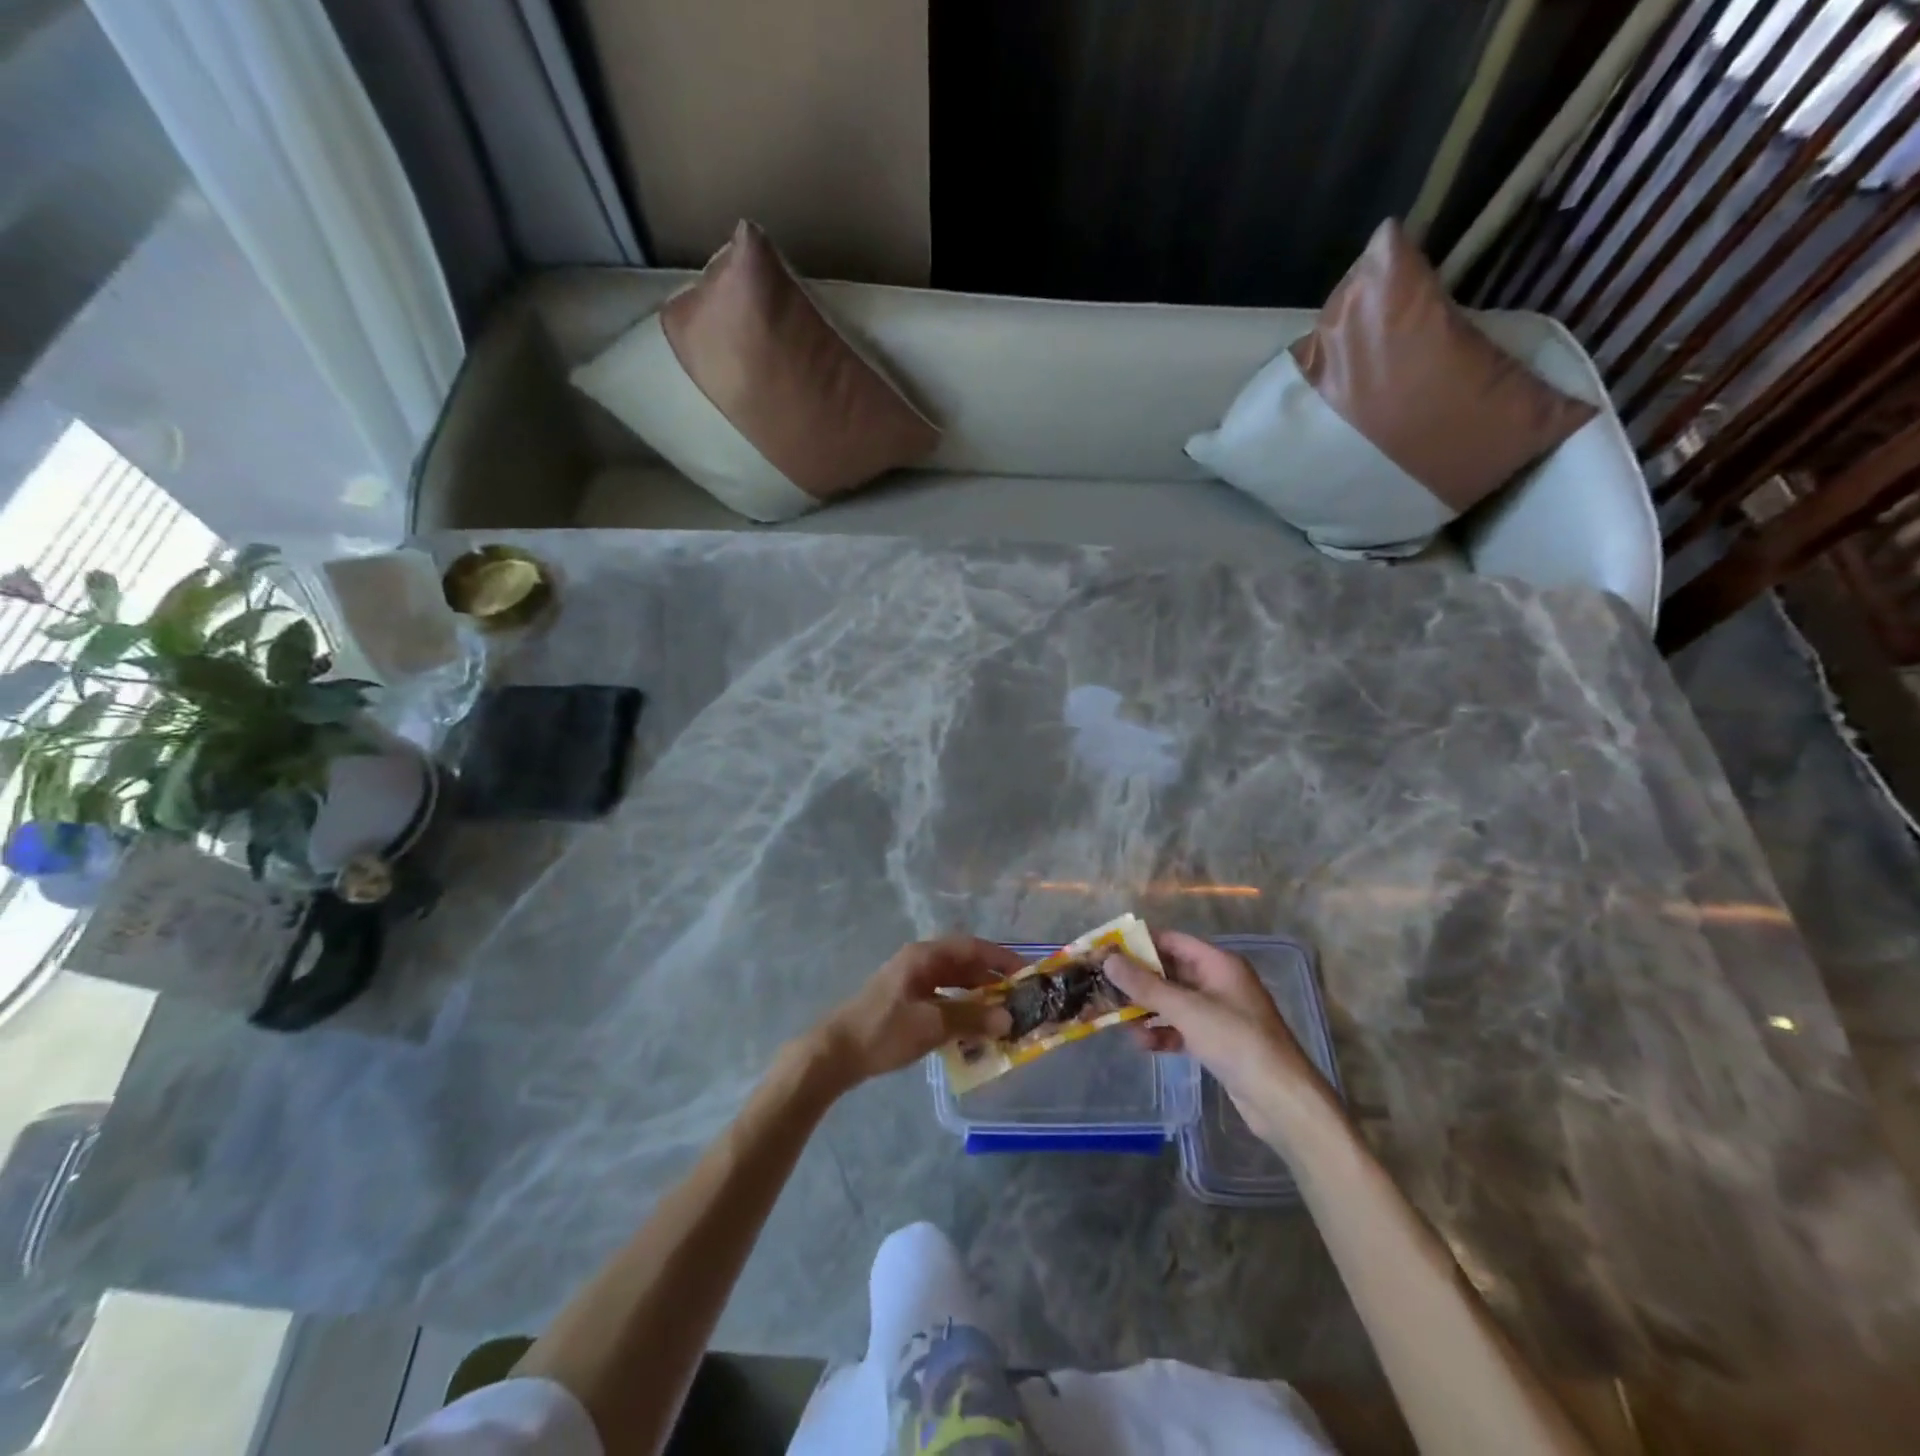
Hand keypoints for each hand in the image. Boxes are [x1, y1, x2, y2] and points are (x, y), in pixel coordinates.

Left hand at [810, 936, 1021, 1086]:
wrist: (836, 1053)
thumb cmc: (884, 1031)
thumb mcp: (931, 1025)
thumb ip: (971, 1019)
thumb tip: (1008, 1018)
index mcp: (924, 956)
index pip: (972, 947)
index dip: (1000, 957)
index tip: (1026, 972)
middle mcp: (919, 961)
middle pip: (963, 963)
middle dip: (991, 978)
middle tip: (1018, 997)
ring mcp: (910, 981)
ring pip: (953, 981)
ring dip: (976, 995)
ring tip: (1001, 1014)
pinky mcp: (905, 1001)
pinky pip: (941, 997)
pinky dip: (960, 1008)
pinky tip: (972, 1028)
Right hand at [1104, 930, 1328, 1145]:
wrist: (1281, 1099)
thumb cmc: (1236, 1041)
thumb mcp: (1186, 1009)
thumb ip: (1146, 985)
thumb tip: (1109, 960)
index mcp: (1218, 963)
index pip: (1171, 941)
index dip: (1138, 944)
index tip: (1106, 951)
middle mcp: (1218, 982)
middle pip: (1169, 971)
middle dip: (1138, 980)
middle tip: (1104, 987)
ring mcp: (1218, 1013)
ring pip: (1172, 1002)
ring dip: (1147, 1009)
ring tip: (1119, 1021)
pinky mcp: (1217, 1041)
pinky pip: (1181, 1028)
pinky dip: (1162, 1032)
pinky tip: (1144, 1044)